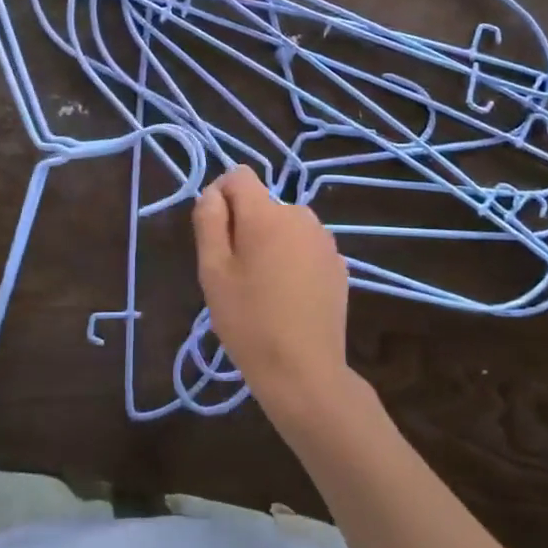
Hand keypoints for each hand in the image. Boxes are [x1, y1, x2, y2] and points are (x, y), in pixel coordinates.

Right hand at [192, 166, 353, 417]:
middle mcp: (300, 215)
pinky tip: (289, 298)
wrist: (305, 372)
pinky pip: (304, 247)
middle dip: (245, 226)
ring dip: (269, 243)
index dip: (220, 197)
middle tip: (236, 274)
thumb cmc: (249, 321)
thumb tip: (213, 193)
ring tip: (263, 289)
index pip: (239, 176)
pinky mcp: (339, 264)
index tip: (216, 237)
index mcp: (267, 213)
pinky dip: (292, 260)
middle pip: (262, 204)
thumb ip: (209, 221)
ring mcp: (324, 240)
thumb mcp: (213, 272)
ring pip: (283, 226)